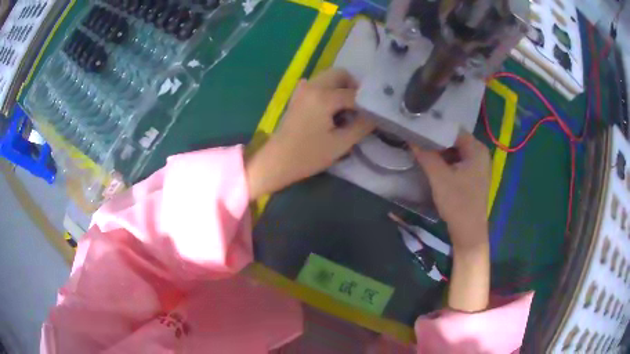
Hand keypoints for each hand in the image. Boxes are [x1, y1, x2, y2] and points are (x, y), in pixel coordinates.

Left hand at [246, 68, 374, 199]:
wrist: (276, 161)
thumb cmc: (308, 156)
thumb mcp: (340, 144)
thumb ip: (361, 126)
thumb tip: (375, 115)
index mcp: (323, 97)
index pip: (354, 94)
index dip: (367, 104)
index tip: (375, 115)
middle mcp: (313, 86)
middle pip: (340, 74)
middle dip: (353, 87)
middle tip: (359, 108)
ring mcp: (302, 89)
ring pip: (328, 77)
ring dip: (340, 88)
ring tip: (345, 110)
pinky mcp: (297, 96)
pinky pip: (317, 84)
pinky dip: (328, 90)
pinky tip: (330, 109)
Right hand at [411, 132, 490, 250]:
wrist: (468, 232)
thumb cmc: (458, 203)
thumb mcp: (439, 177)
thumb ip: (425, 155)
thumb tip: (411, 136)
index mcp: (476, 149)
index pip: (453, 129)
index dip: (435, 127)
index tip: (417, 126)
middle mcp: (479, 153)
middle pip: (454, 139)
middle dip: (435, 140)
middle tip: (415, 136)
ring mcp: (477, 166)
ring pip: (454, 151)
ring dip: (439, 151)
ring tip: (419, 147)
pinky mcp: (472, 176)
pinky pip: (456, 162)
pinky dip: (445, 161)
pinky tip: (431, 162)